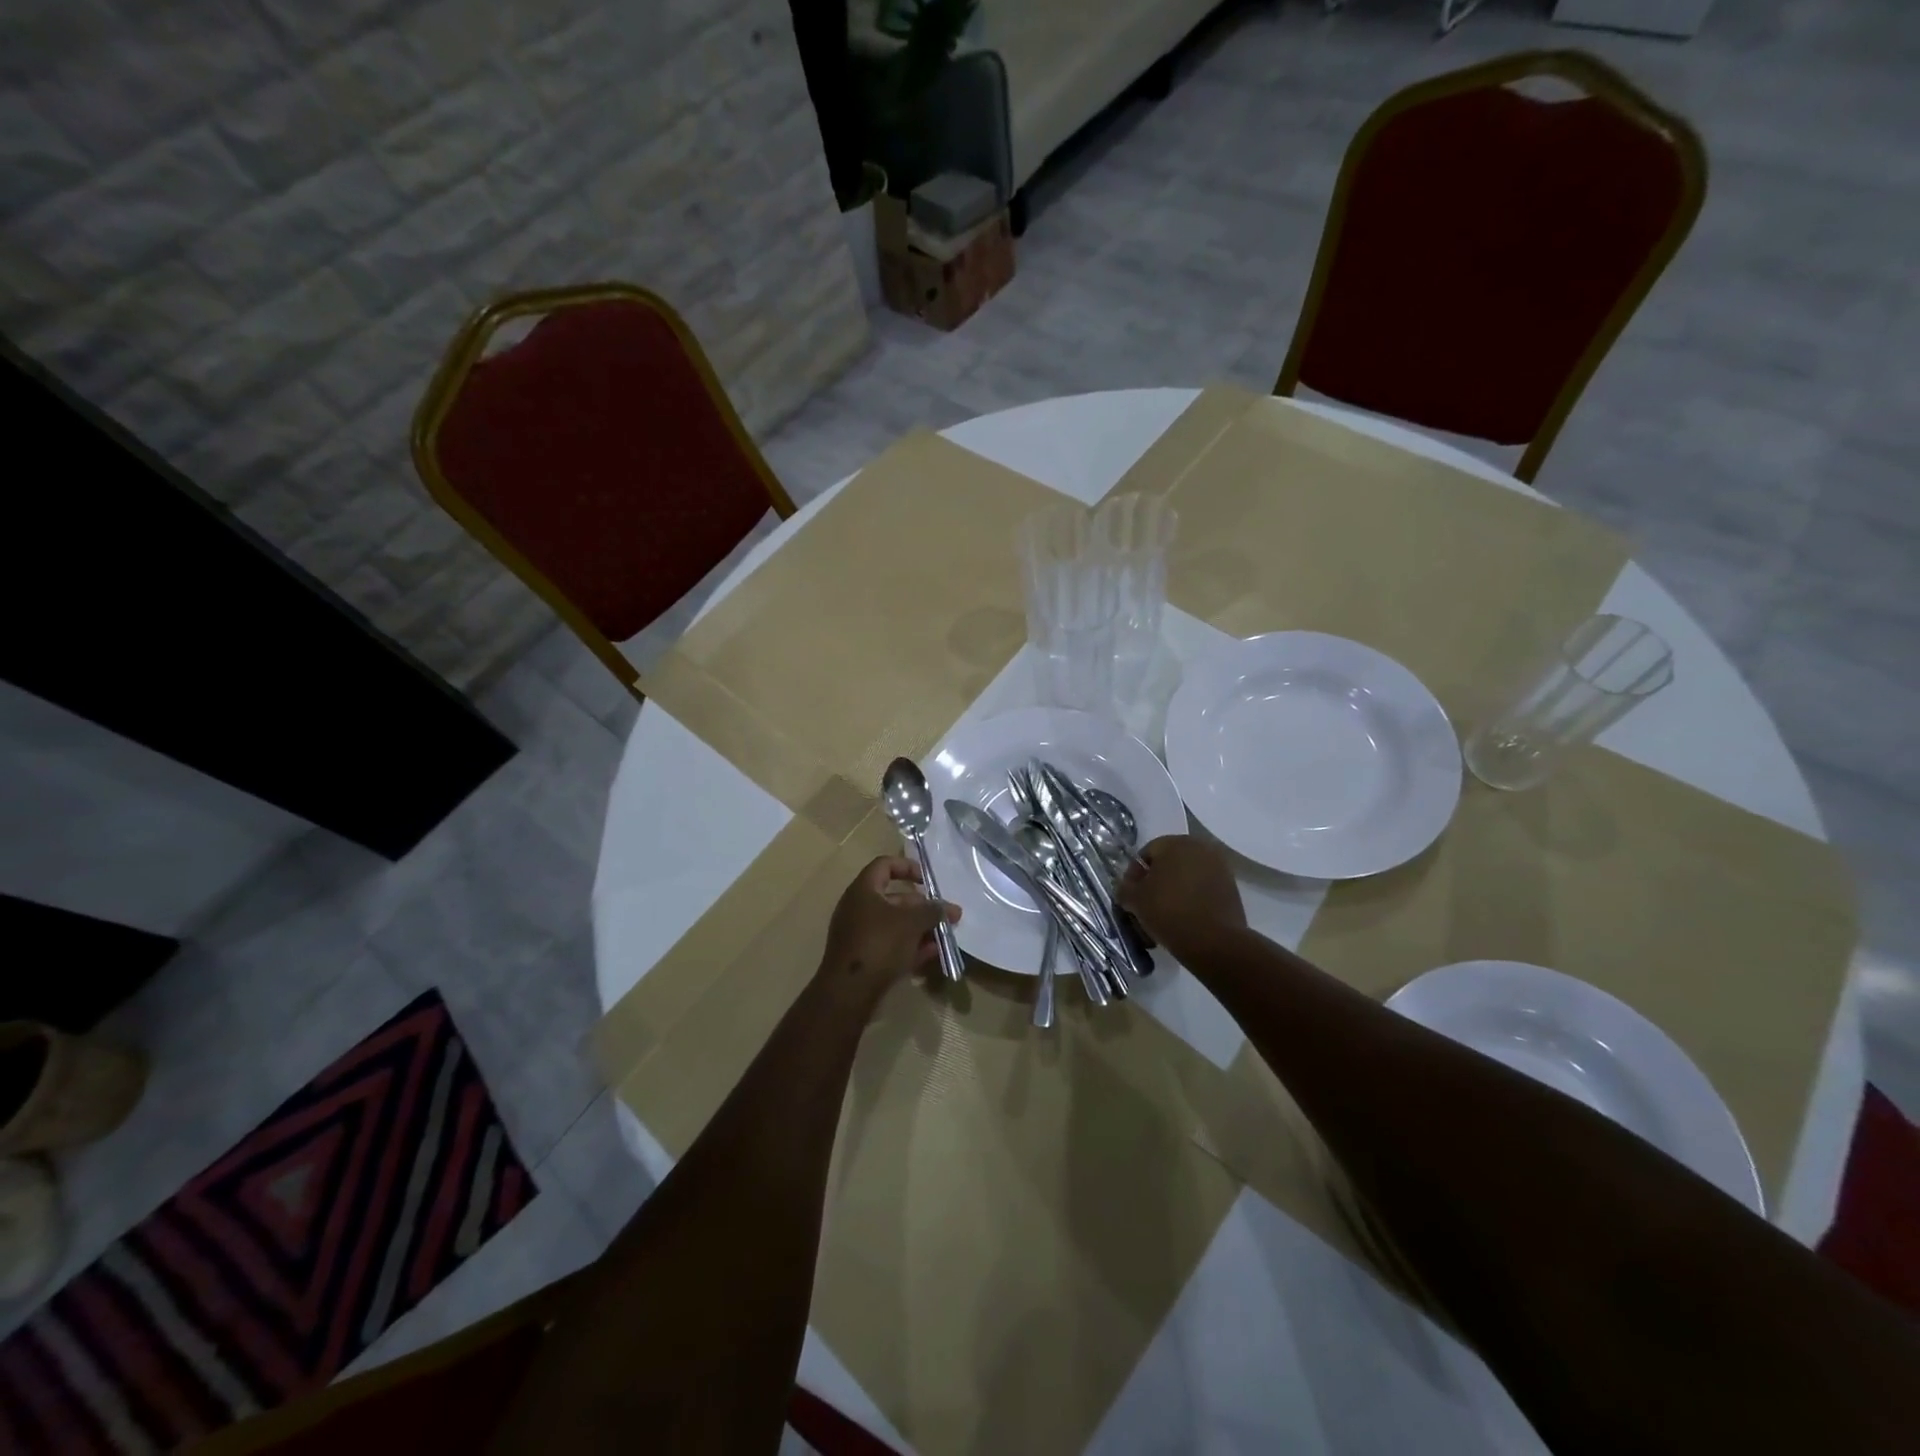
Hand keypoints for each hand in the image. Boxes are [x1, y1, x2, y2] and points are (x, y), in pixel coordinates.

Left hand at [820, 857, 960, 1000]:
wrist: (849, 992)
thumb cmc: (880, 944)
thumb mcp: (911, 922)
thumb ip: (932, 911)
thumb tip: (948, 908)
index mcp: (863, 890)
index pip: (885, 865)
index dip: (907, 867)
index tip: (927, 880)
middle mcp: (858, 908)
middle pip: (895, 898)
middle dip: (923, 907)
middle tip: (947, 916)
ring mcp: (860, 935)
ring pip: (895, 925)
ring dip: (920, 928)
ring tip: (944, 937)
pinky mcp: (864, 958)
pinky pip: (891, 945)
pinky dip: (910, 947)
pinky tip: (932, 954)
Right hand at [1117, 835, 1245, 961]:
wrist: (1215, 942)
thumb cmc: (1169, 912)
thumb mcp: (1134, 900)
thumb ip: (1124, 888)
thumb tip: (1127, 889)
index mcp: (1176, 843)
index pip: (1146, 854)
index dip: (1133, 876)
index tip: (1130, 898)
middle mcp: (1200, 848)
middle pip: (1168, 865)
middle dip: (1154, 884)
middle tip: (1145, 907)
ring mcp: (1220, 868)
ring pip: (1186, 878)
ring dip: (1172, 893)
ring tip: (1163, 917)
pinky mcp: (1231, 888)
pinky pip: (1202, 890)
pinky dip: (1190, 900)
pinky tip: (1182, 921)